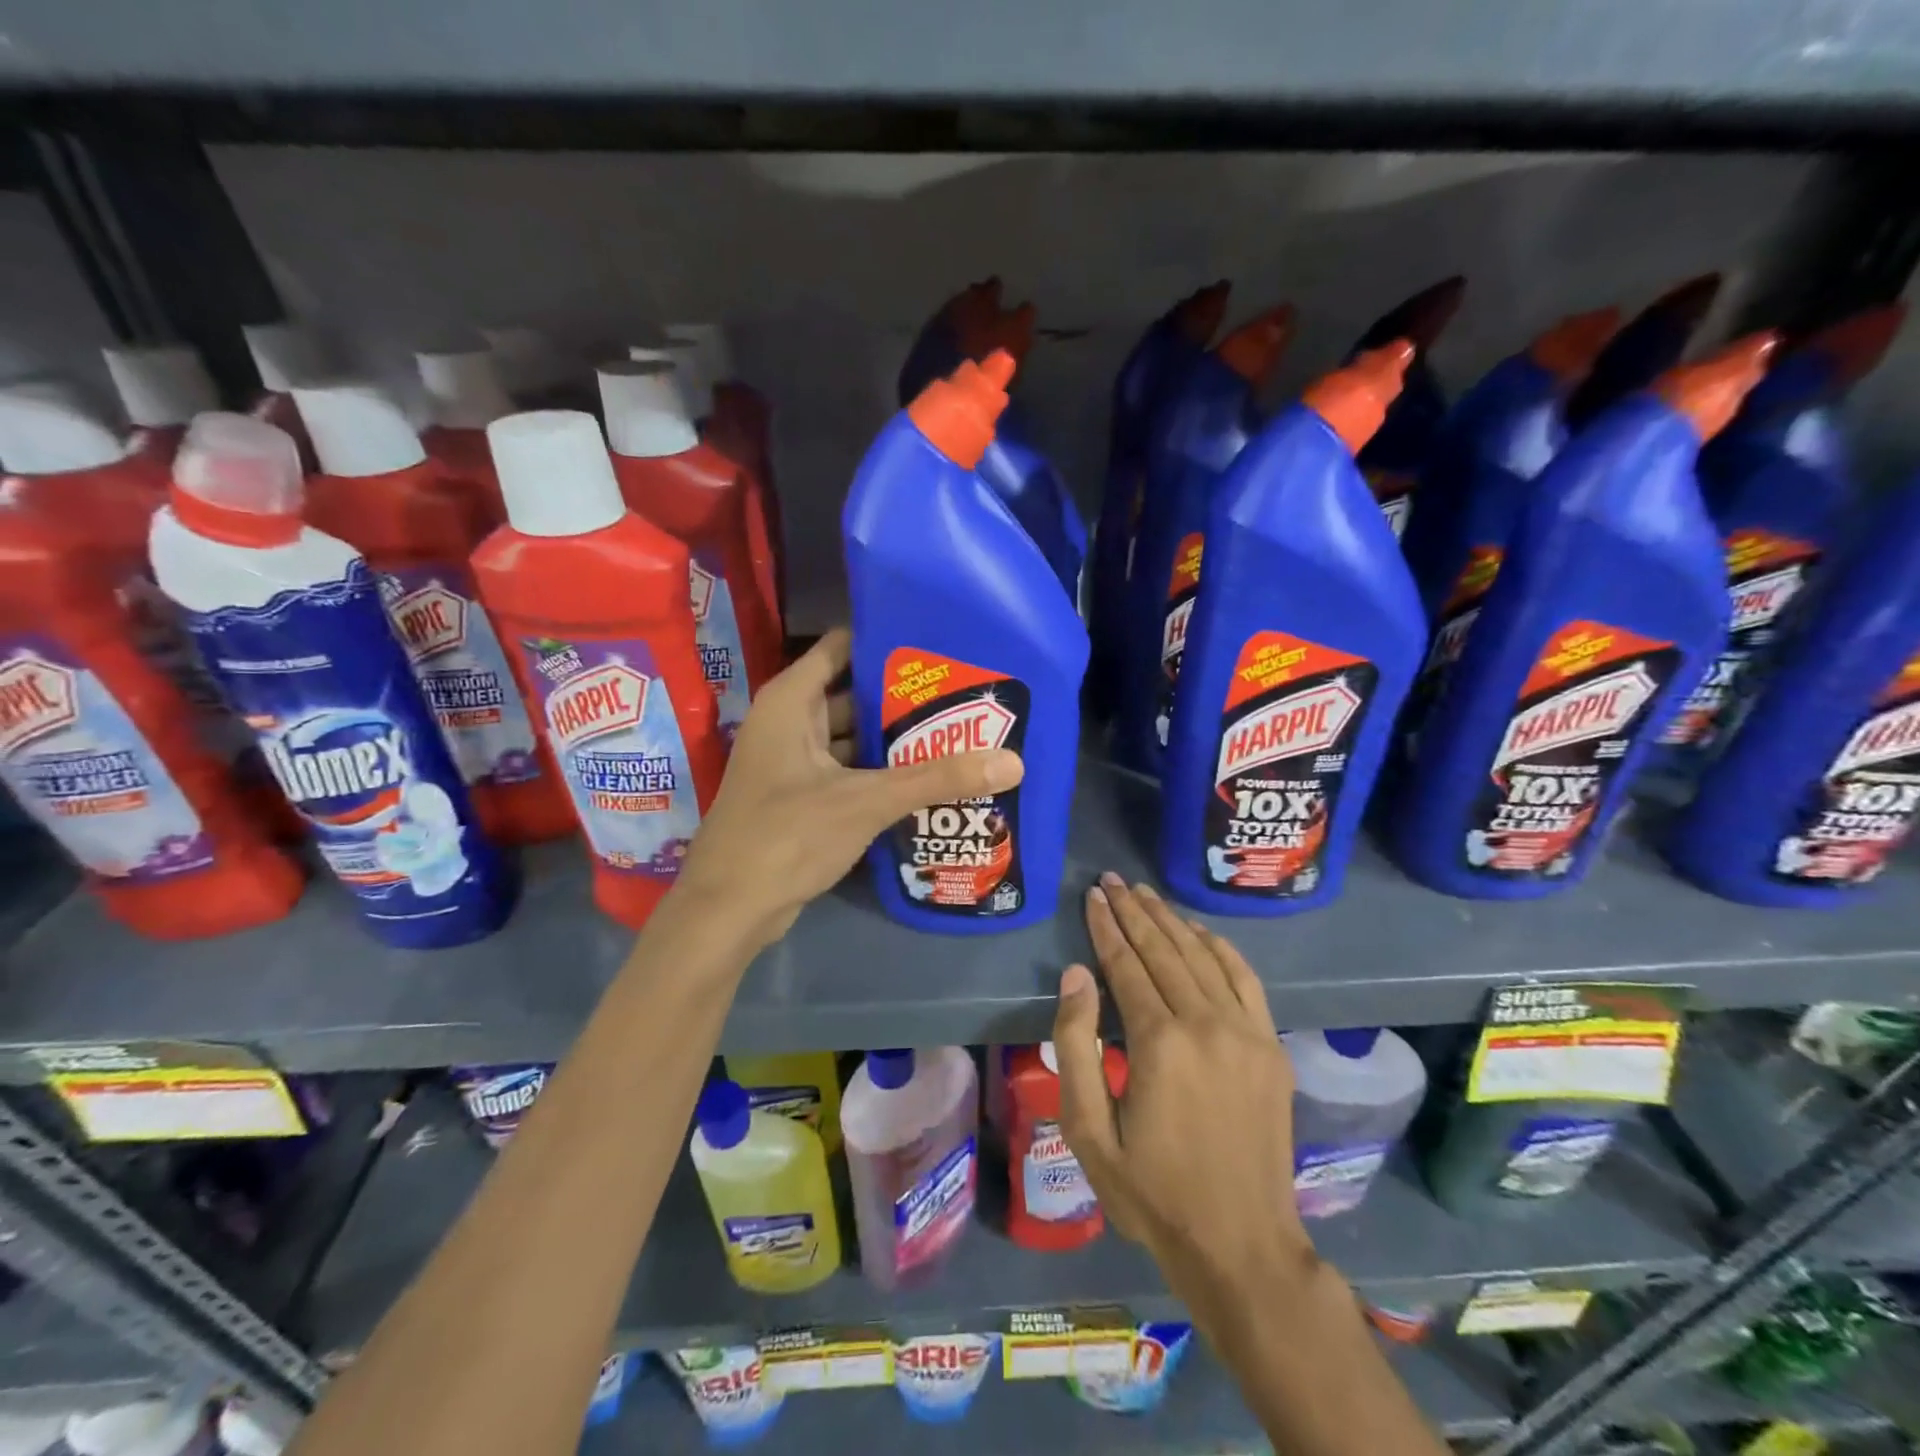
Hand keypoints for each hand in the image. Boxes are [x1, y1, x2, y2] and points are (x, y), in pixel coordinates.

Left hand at [677, 629, 1023, 944]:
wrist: (729, 910)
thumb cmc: (787, 835)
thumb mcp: (866, 801)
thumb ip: (937, 778)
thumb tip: (1013, 762)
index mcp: (792, 701)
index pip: (842, 646)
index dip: (887, 641)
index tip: (940, 643)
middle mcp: (790, 723)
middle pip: (855, 694)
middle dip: (905, 696)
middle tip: (965, 693)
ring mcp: (794, 763)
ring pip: (855, 737)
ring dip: (897, 739)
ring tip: (959, 732)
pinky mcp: (803, 798)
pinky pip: (850, 772)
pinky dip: (882, 773)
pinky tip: (928, 779)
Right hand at [1051, 874, 1310, 1290]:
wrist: (1241, 1245)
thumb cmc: (1152, 1192)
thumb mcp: (1089, 1131)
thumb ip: (1077, 1046)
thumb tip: (1075, 975)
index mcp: (1159, 1042)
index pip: (1126, 964)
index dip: (1106, 927)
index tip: (1092, 896)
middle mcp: (1206, 1023)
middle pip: (1164, 950)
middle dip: (1134, 911)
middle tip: (1112, 881)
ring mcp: (1246, 1032)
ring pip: (1202, 956)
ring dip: (1171, 920)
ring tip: (1145, 894)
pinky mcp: (1270, 1047)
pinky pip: (1244, 979)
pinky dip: (1220, 947)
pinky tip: (1199, 930)